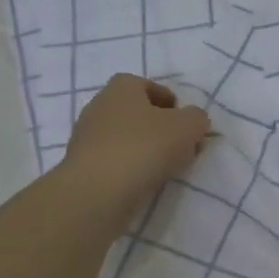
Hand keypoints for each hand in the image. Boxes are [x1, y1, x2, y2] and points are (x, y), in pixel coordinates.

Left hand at [58, 74, 210, 227]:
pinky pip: (114, 159)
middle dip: (160, 127)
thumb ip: (197, 118)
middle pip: (136, 112)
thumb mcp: (189, 126)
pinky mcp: (81, 166)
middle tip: (180, 145)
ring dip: (147, 148)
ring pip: (125, 137)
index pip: (146, 85)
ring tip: (167, 167)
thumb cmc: (145, 146)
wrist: (97, 192)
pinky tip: (145, 180)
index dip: (168, 100)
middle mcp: (99, 107)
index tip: (184, 121)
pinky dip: (131, 166)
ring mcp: (86, 138)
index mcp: (121, 89)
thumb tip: (192, 120)